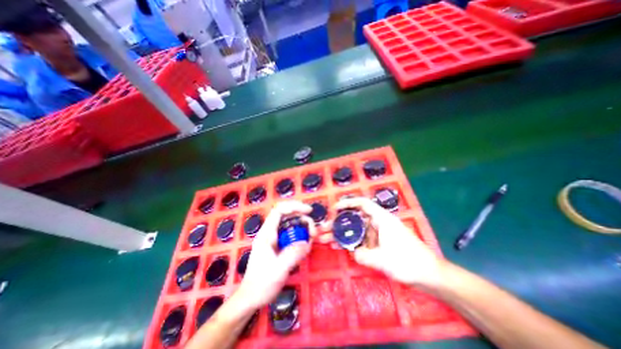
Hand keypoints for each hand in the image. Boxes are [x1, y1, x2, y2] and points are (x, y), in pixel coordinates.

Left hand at [237, 202, 317, 310]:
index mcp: (267, 234)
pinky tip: (306, 244)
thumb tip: (307, 242)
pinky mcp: (279, 245)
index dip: (294, 206)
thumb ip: (292, 255)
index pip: (279, 210)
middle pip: (287, 215)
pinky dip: (301, 235)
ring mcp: (274, 239)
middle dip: (302, 218)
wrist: (250, 299)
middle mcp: (270, 233)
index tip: (309, 211)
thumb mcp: (278, 271)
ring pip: (290, 224)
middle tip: (313, 231)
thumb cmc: (261, 285)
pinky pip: (292, 234)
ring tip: (311, 237)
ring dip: (303, 227)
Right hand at [333, 198, 443, 286]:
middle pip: (355, 218)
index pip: (362, 204)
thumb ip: (363, 255)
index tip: (334, 209)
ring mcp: (378, 234)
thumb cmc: (408, 262)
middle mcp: (378, 223)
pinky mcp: (379, 243)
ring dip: (342, 234)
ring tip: (326, 239)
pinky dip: (350, 242)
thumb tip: (352, 252)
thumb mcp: (382, 259)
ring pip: (356, 230)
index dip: (347, 203)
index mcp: (381, 219)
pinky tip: (339, 247)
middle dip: (338, 223)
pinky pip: (361, 239)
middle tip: (324, 229)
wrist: (430, 275)